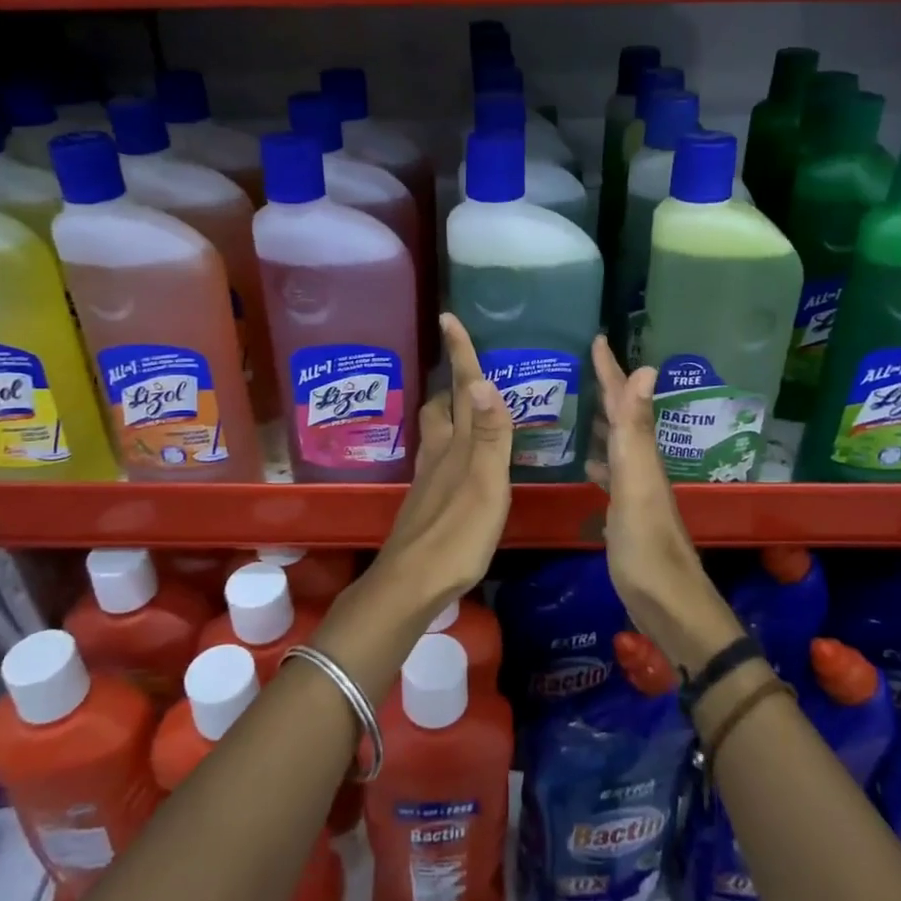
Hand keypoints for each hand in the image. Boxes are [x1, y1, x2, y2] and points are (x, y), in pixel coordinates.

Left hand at [368, 313, 513, 612]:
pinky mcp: (428, 502)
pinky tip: (464, 461)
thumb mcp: (484, 484)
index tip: (449, 316)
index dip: (459, 353)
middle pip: (441, 407)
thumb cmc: (456, 534)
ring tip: (470, 408)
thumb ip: (489, 435)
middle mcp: (439, 454)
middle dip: (451, 384)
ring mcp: (430, 479)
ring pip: (438, 432)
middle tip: (468, 370)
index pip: (460, 389)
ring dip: (451, 413)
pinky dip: (454, 444)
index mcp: (456, 445)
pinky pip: (442, 457)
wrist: (412, 583)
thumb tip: (484, 381)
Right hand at [588, 335, 742, 669]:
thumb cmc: (646, 547)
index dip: (610, 370)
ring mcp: (635, 491)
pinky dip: (597, 458)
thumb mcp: (637, 483)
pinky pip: (610, 472)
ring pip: (616, 444)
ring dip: (600, 422)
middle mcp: (641, 466)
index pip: (624, 401)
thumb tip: (646, 369)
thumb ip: (636, 430)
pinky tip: (584, 461)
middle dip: (605, 389)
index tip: (596, 338)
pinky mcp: (627, 514)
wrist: (667, 606)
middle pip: (622, 418)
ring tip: (575, 407)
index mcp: (641, 454)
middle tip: (579, 367)